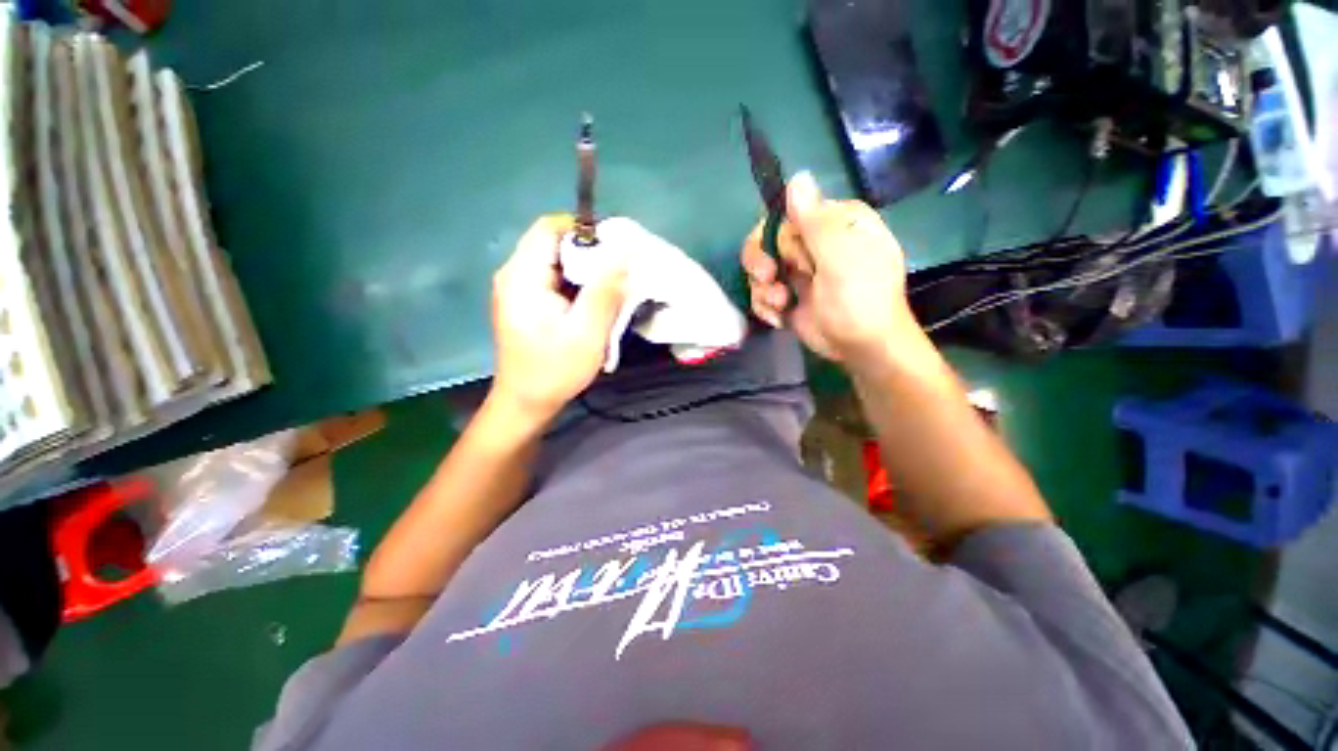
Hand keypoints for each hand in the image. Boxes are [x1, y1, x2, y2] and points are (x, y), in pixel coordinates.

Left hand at [490, 215, 626, 425]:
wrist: (526, 403)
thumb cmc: (555, 370)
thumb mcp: (587, 331)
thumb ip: (606, 289)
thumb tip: (626, 250)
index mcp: (523, 275)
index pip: (550, 227)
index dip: (585, 231)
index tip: (615, 251)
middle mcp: (515, 274)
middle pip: (554, 243)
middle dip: (590, 254)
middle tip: (619, 275)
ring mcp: (518, 288)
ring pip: (557, 262)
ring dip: (586, 272)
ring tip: (611, 290)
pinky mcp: (526, 302)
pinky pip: (554, 280)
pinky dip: (577, 286)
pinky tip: (593, 304)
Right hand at [741, 172, 916, 365]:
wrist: (862, 348)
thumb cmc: (860, 299)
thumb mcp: (841, 257)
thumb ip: (816, 221)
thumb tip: (797, 177)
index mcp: (832, 224)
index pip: (787, 214)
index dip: (775, 236)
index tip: (780, 259)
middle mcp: (813, 243)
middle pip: (766, 241)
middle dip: (762, 264)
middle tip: (769, 280)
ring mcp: (798, 272)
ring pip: (759, 269)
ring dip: (763, 290)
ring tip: (781, 305)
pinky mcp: (788, 296)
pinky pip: (762, 293)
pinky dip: (765, 307)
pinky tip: (779, 319)